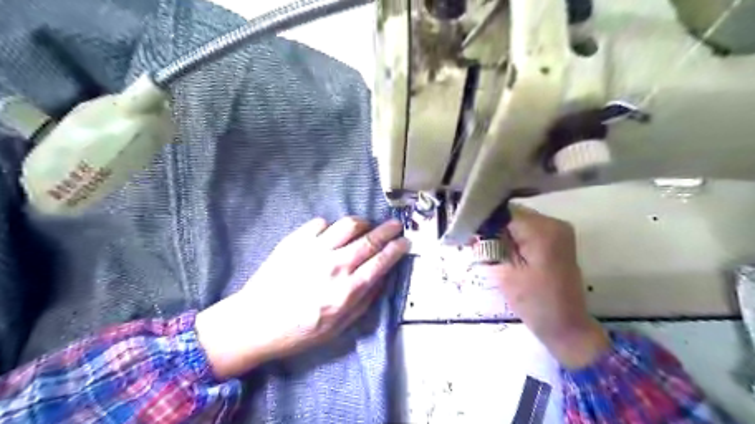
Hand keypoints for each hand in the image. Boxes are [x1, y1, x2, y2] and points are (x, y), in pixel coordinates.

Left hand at [192, 217, 406, 378]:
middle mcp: (334, 266)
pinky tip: (331, 236)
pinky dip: (332, 227)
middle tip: (396, 225)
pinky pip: (321, 223)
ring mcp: (314, 250)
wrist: (256, 322)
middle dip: (388, 230)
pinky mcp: (295, 241)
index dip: (397, 249)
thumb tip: (383, 276)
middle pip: (370, 240)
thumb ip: (365, 300)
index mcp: (347, 290)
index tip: (405, 241)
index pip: (381, 262)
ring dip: (363, 223)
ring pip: (348, 224)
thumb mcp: (339, 326)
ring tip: (365, 227)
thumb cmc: (300, 330)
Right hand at [480, 207, 609, 368]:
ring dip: (502, 233)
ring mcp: (558, 231)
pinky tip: (503, 251)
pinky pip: (528, 230)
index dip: (484, 222)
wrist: (566, 326)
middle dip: (493, 227)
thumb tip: (477, 229)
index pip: (504, 213)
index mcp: (542, 229)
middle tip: (474, 244)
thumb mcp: (505, 273)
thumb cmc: (534, 303)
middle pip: (513, 215)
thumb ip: (490, 246)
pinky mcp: (557, 241)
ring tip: (487, 249)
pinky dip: (514, 238)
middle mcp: (553, 223)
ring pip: (519, 222)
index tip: (468, 235)